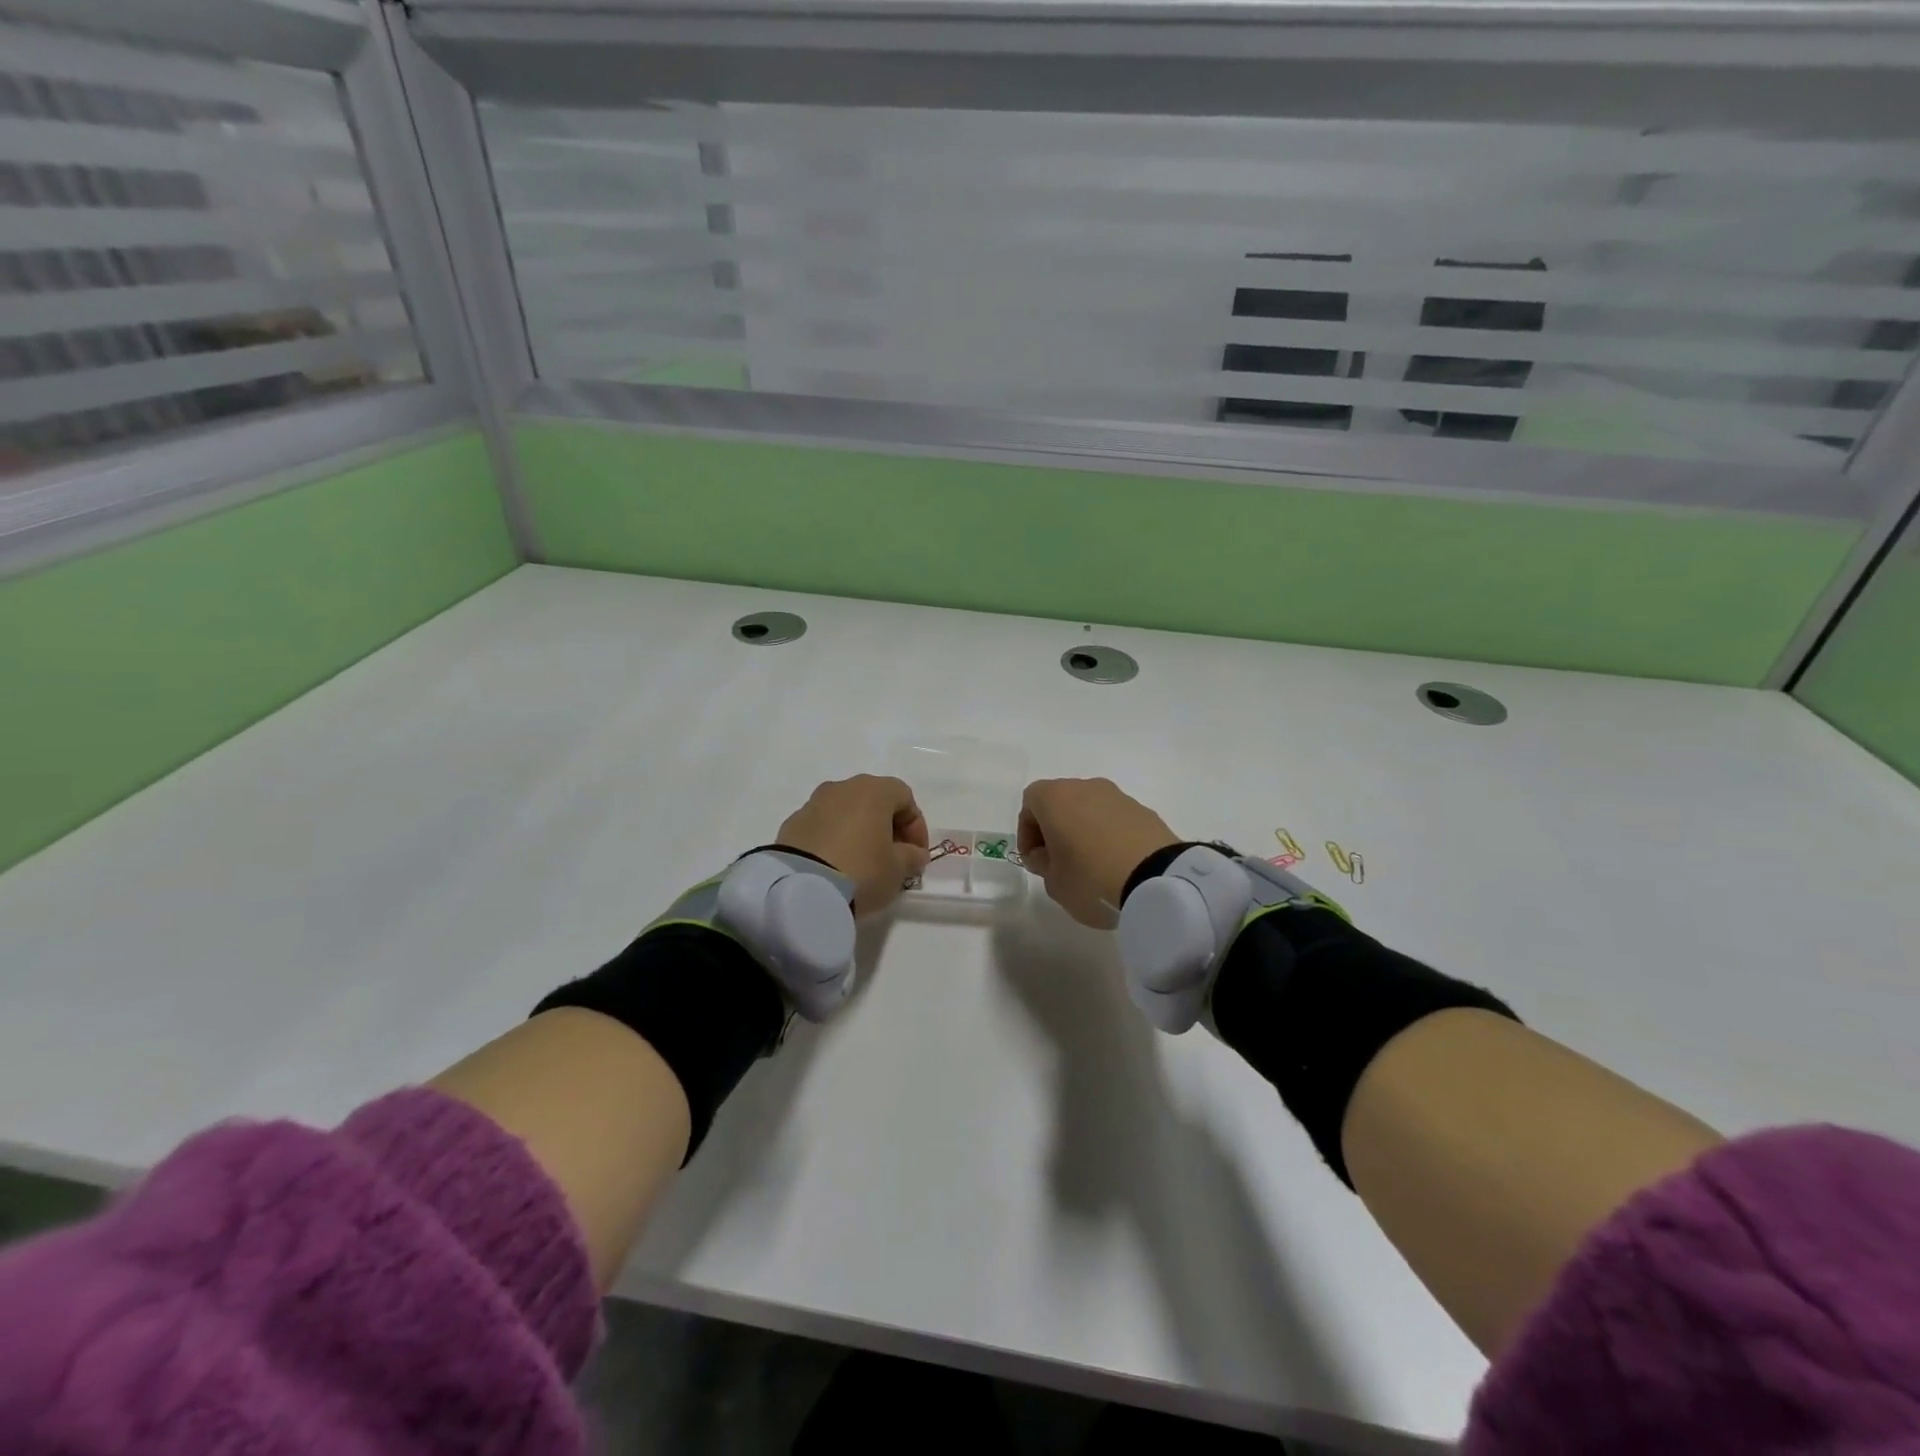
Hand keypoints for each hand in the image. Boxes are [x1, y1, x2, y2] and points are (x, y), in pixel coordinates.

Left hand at [777, 775, 930, 917]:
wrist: (800, 889)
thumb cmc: (862, 870)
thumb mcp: (898, 869)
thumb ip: (912, 856)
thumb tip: (913, 853)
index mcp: (873, 790)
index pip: (905, 797)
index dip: (916, 826)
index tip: (917, 855)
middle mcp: (842, 788)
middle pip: (874, 801)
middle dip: (887, 827)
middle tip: (893, 858)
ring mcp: (813, 804)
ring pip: (846, 812)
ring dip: (859, 832)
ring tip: (862, 864)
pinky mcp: (792, 824)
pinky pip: (823, 827)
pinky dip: (834, 840)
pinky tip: (836, 867)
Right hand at [1017, 778, 1179, 928]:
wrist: (1157, 881)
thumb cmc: (1091, 879)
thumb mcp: (1054, 883)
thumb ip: (1043, 865)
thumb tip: (1047, 855)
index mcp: (1056, 798)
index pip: (1030, 802)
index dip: (1027, 832)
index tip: (1035, 860)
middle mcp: (1086, 787)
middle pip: (1061, 801)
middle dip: (1055, 828)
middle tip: (1058, 862)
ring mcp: (1119, 797)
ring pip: (1089, 808)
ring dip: (1083, 830)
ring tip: (1089, 865)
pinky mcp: (1144, 811)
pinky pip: (1115, 819)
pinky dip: (1109, 835)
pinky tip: (1115, 864)